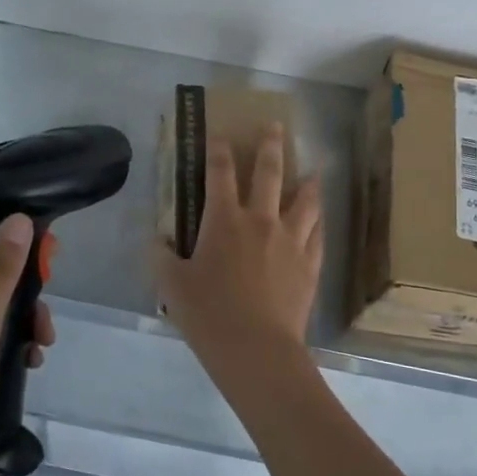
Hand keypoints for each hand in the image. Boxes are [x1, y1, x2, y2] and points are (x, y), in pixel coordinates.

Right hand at [156, 125, 322, 362]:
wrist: (256, 349)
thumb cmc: (208, 314)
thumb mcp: (171, 285)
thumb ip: (161, 257)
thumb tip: (156, 239)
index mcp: (225, 220)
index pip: (220, 173)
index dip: (218, 149)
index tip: (218, 134)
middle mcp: (262, 221)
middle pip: (270, 173)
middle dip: (271, 146)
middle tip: (275, 126)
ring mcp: (291, 242)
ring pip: (305, 201)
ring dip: (308, 182)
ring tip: (313, 172)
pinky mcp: (310, 265)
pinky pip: (318, 235)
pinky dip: (318, 222)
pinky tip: (320, 221)